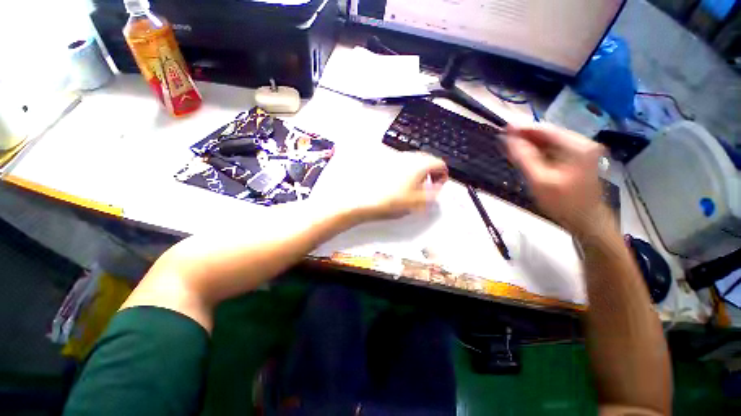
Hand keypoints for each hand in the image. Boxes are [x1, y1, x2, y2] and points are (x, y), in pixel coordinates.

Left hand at [318, 151, 447, 222]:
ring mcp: (395, 158)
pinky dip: (406, 171)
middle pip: (427, 160)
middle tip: (428, 187)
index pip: (440, 163)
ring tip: (414, 187)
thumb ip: (433, 194)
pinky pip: (402, 164)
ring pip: (414, 161)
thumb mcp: (417, 202)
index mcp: (419, 164)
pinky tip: (399, 184)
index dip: (443, 175)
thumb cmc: (391, 201)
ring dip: (419, 172)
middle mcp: (408, 157)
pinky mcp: (384, 162)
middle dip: (431, 173)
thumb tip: (437, 188)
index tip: (438, 186)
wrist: (361, 199)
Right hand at [505, 123, 608, 235]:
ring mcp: (581, 150)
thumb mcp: (539, 180)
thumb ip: (523, 157)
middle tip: (504, 139)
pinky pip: (553, 150)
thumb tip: (508, 137)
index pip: (545, 129)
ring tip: (511, 148)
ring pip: (550, 142)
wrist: (586, 221)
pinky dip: (538, 152)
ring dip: (531, 144)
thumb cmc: (563, 203)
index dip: (523, 128)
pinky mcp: (577, 158)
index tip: (503, 128)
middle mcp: (582, 143)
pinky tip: (526, 156)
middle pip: (548, 134)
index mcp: (577, 146)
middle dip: (526, 136)